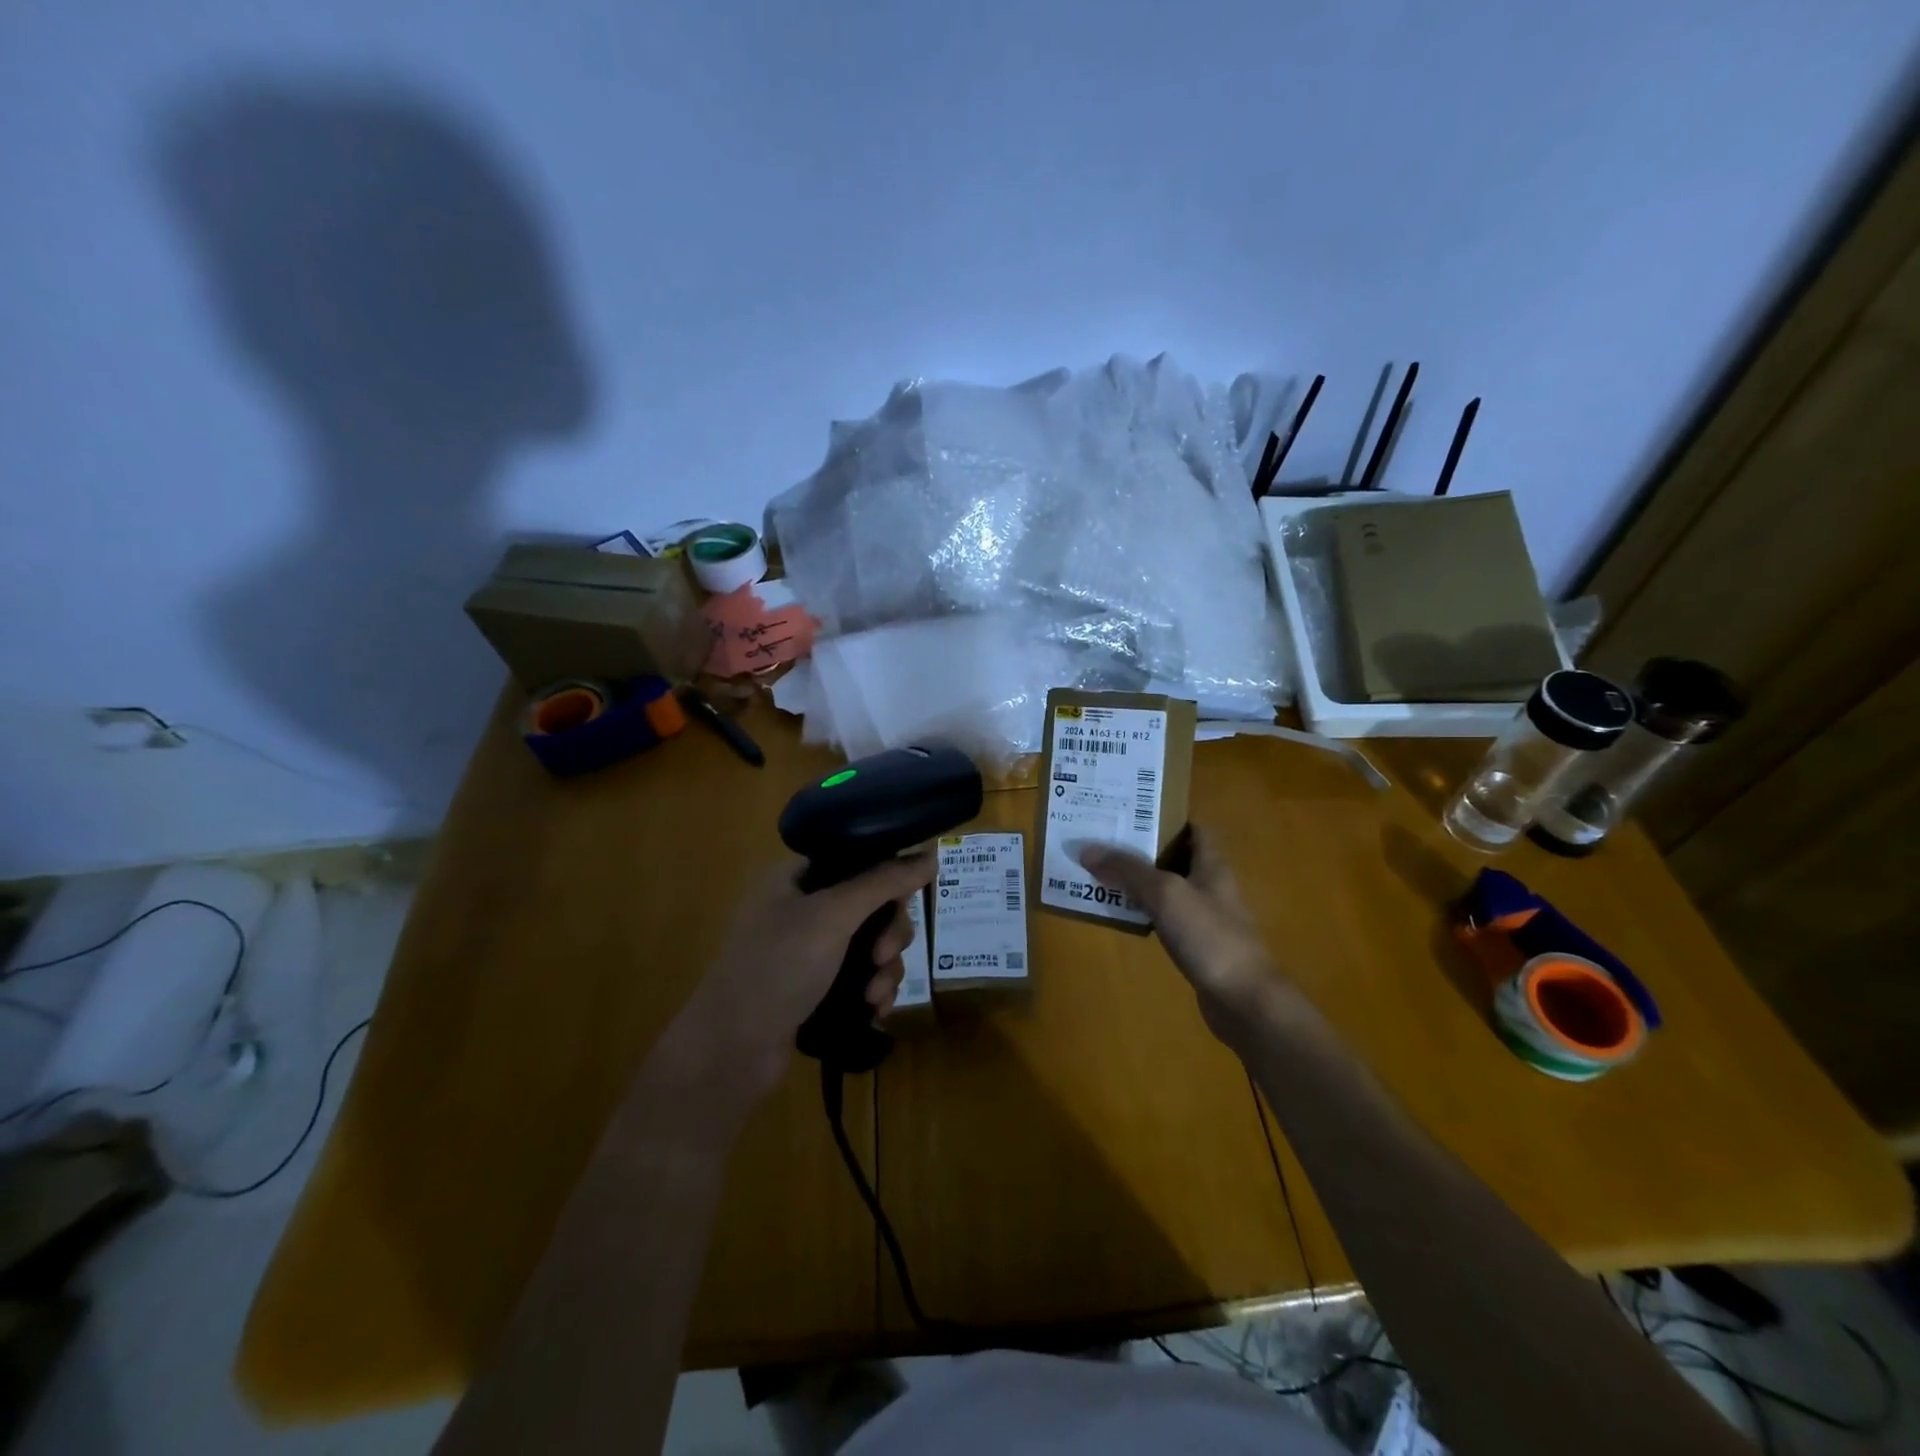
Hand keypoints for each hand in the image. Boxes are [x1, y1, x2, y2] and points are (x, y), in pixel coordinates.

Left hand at [675, 853, 934, 1102]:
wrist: (731, 1049)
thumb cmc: (778, 967)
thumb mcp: (833, 915)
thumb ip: (884, 881)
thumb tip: (931, 852)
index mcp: (798, 876)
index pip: (859, 858)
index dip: (889, 876)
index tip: (904, 901)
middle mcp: (804, 907)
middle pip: (872, 904)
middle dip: (890, 933)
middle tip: (883, 956)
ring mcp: (809, 950)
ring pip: (872, 944)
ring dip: (885, 968)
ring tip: (875, 996)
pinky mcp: (816, 987)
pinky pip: (861, 977)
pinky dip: (874, 990)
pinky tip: (875, 1011)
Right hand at [1075, 827, 1286, 1044]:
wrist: (1245, 1001)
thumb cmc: (1210, 937)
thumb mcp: (1165, 895)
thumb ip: (1128, 870)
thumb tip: (1087, 849)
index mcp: (1212, 865)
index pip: (1193, 829)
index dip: (1166, 816)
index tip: (1130, 811)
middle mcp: (1211, 886)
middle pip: (1175, 857)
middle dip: (1142, 848)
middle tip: (1103, 839)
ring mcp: (1205, 918)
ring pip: (1167, 889)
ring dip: (1139, 881)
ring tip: (1101, 872)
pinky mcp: (1197, 946)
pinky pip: (1164, 918)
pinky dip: (1143, 912)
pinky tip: (1121, 914)